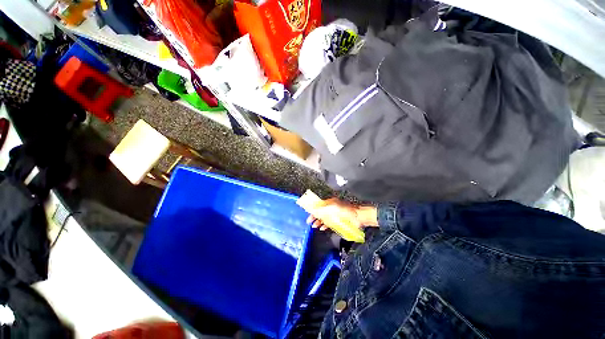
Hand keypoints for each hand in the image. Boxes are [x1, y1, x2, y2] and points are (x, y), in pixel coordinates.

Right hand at [306, 198, 377, 230]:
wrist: (358, 217)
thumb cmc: (345, 210)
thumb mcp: (332, 207)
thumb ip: (322, 208)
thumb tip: (313, 208)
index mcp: (330, 202)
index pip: (319, 205)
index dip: (313, 209)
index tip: (308, 213)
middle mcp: (332, 208)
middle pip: (321, 212)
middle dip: (315, 217)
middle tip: (309, 222)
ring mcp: (335, 215)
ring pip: (325, 218)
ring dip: (319, 222)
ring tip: (314, 226)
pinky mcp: (339, 221)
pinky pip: (330, 223)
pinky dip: (325, 226)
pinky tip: (322, 228)